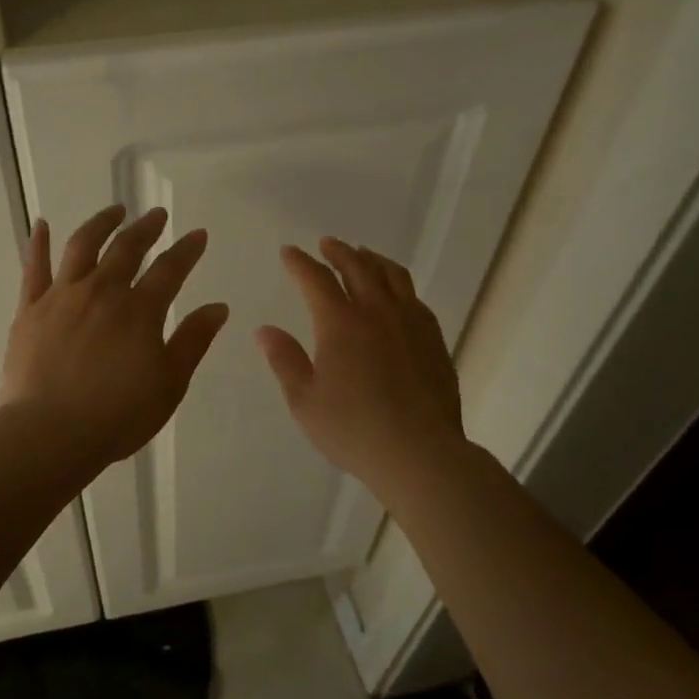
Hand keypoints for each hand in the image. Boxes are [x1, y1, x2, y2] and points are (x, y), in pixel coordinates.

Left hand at [1, 204, 229, 468]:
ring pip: (82, 246)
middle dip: (146, 228)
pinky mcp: (29, 310)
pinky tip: (43, 224)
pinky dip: (39, 243)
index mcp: (139, 310)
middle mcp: (102, 291)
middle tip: (157, 215)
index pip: (170, 269)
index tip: (197, 235)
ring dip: (101, 223)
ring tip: (114, 211)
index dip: (187, 250)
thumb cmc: (117, 416)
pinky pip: (34, 268)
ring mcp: (62, 297)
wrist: (49, 434)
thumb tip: (218, 307)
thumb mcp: (169, 383)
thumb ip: (193, 341)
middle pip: (127, 248)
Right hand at [257, 238, 465, 497]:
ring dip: (372, 260)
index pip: (316, 279)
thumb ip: (285, 360)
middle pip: (358, 267)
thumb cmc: (353, 430)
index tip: (289, 252)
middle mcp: (377, 312)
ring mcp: (411, 322)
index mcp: (340, 323)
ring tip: (363, 255)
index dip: (300, 262)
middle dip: (338, 251)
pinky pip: (414, 297)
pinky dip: (398, 284)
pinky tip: (396, 294)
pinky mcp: (433, 339)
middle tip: (327, 244)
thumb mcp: (305, 401)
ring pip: (392, 275)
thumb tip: (265, 330)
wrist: (420, 453)